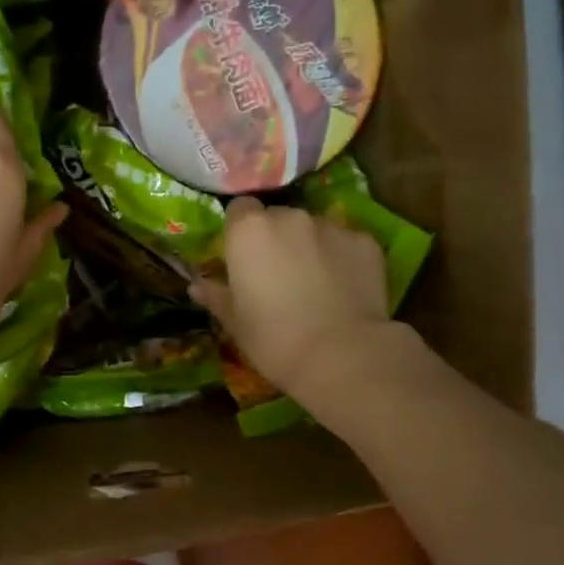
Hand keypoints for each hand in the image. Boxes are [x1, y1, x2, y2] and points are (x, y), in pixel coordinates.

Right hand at [192, 197, 389, 405]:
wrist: (341, 355)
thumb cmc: (273, 339)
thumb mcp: (235, 322)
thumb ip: (216, 296)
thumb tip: (197, 286)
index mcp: (249, 232)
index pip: (240, 209)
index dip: (240, 231)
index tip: (242, 257)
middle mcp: (289, 217)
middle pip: (278, 217)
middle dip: (276, 239)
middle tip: (277, 274)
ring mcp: (331, 227)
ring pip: (313, 229)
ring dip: (309, 247)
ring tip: (314, 284)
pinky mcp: (366, 242)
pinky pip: (345, 244)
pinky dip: (342, 259)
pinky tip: (343, 289)